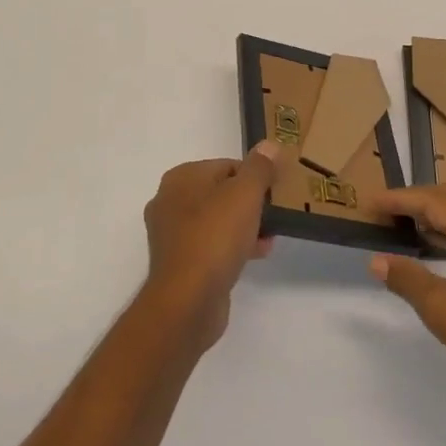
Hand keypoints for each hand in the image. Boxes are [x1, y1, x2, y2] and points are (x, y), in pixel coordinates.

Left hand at [142, 143, 279, 349]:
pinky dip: (233, 246)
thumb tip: (269, 145)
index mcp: (181, 178)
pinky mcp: (180, 263)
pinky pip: (212, 245)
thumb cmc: (215, 237)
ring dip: (245, 226)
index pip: (227, 165)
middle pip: (221, 192)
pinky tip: (258, 254)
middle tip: (274, 213)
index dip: (254, 176)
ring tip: (270, 236)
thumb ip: (259, 168)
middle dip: (250, 203)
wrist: (188, 300)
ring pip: (217, 220)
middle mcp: (170, 201)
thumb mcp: (245, 194)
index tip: (275, 191)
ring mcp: (172, 235)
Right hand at [367, 185, 445, 407]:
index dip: (398, 200)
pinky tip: (433, 247)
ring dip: (435, 214)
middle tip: (385, 210)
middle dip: (417, 199)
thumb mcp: (441, 308)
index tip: (369, 202)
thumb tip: (377, 261)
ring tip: (402, 224)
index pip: (433, 201)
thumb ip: (407, 278)